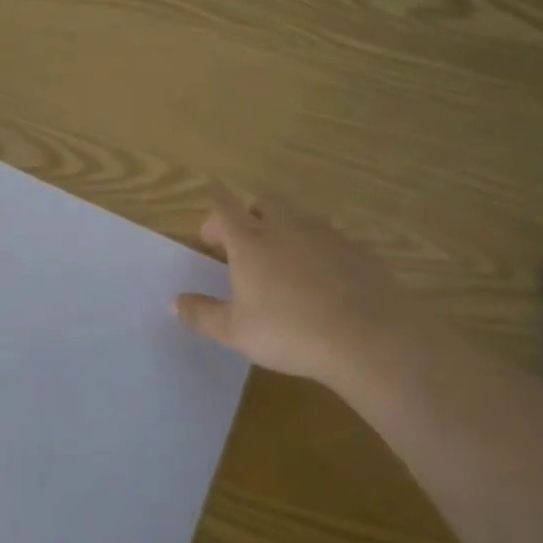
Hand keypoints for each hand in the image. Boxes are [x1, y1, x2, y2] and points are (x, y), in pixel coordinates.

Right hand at [174, 189, 443, 389]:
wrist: (368, 339)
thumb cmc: (289, 332)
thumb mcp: (235, 331)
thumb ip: (202, 314)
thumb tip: (174, 302)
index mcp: (250, 240)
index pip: (224, 206)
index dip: (213, 214)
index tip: (209, 235)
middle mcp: (285, 226)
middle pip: (263, 203)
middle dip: (251, 216)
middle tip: (246, 248)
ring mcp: (325, 234)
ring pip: (299, 217)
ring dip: (286, 230)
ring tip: (285, 264)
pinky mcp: (358, 249)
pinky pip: (331, 239)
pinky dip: (320, 250)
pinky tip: (323, 281)